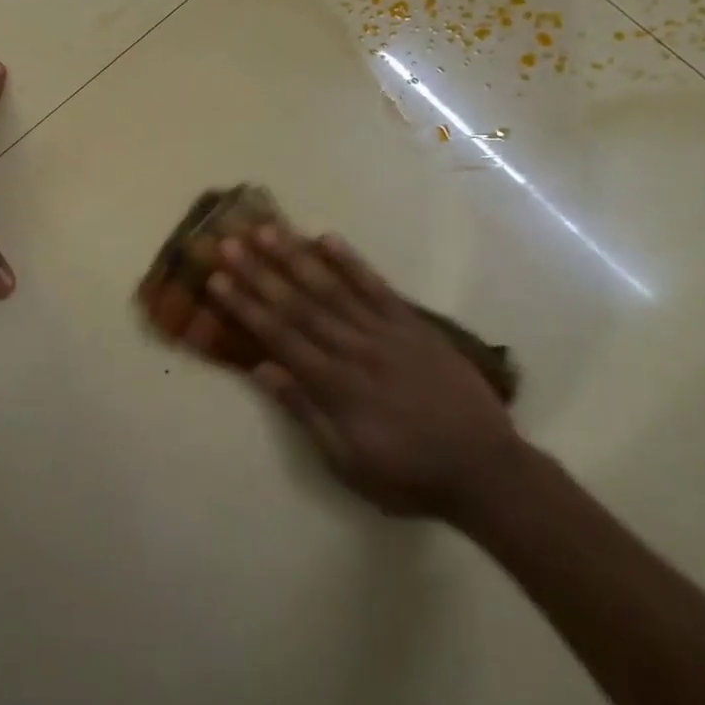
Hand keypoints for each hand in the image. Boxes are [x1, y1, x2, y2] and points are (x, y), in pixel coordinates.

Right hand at [206, 224, 519, 518]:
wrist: (487, 470)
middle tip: (229, 243)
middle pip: (299, 304)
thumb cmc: (409, 474)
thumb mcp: (348, 462)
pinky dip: (352, 262)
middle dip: (260, 273)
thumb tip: (262, 370)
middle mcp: (356, 350)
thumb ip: (306, 412)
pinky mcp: (413, 325)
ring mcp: (386, 333)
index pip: (280, 337)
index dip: (246, 307)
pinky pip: (378, 287)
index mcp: (336, 386)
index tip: (217, 280)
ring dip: (296, 257)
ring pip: (333, 288)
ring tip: (267, 230)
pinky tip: (328, 239)